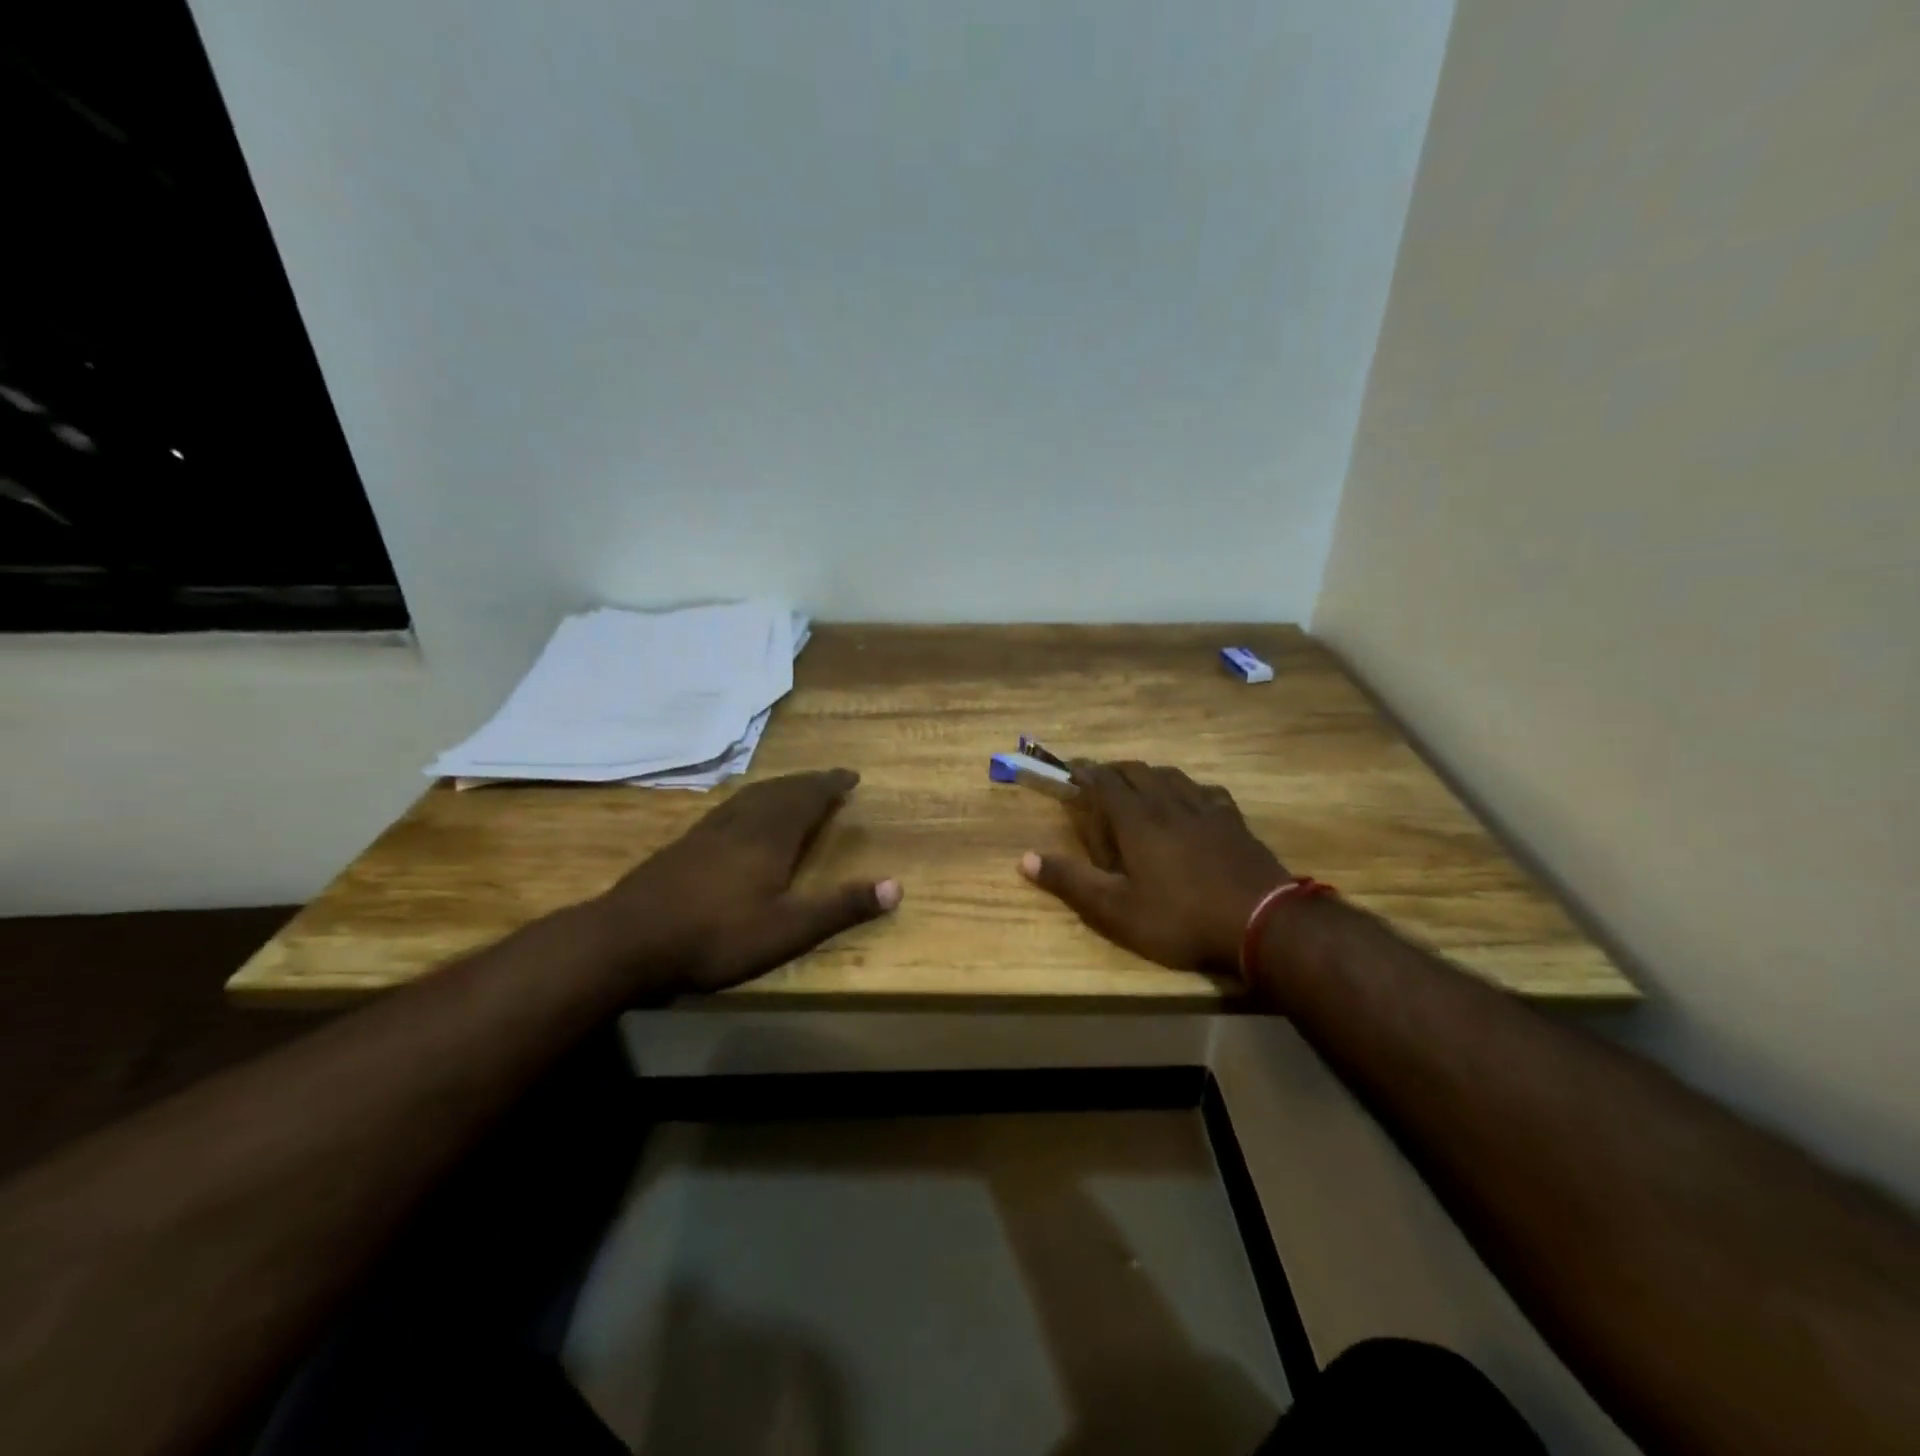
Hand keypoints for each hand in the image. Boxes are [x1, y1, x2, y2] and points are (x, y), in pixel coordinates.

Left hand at [593, 768, 900, 992]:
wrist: (627, 940)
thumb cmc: (715, 936)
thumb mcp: (787, 930)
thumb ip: (840, 907)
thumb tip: (897, 886)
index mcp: (769, 837)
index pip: (807, 798)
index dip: (831, 785)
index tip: (851, 775)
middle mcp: (740, 824)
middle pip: (779, 791)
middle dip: (807, 783)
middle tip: (827, 780)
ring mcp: (706, 832)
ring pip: (750, 797)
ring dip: (777, 789)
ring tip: (791, 790)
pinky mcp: (682, 846)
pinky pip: (727, 810)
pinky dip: (747, 802)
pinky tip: (738, 818)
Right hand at [1019, 761, 1289, 973]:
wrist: (1262, 922)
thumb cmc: (1180, 919)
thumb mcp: (1116, 911)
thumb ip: (1071, 882)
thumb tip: (1025, 859)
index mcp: (1137, 821)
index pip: (1105, 782)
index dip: (1086, 772)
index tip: (1071, 768)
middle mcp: (1169, 804)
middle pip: (1137, 772)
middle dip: (1114, 770)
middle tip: (1100, 778)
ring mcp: (1205, 809)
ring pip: (1171, 776)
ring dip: (1148, 774)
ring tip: (1139, 783)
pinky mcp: (1233, 821)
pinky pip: (1205, 791)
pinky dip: (1188, 788)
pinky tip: (1192, 798)